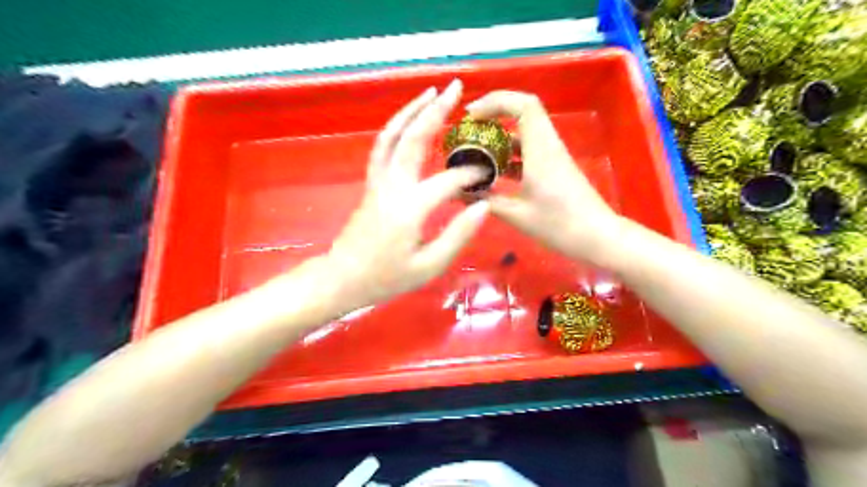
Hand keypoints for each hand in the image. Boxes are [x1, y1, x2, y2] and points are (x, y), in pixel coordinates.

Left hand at [327, 77, 489, 307]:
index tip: (488, 174)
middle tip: (456, 88)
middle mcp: (392, 186)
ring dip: (411, 111)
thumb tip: (483, 206)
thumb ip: (458, 235)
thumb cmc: (387, 277)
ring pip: (392, 136)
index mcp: (410, 208)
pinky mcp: (371, 184)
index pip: (448, 181)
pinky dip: (395, 128)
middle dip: (436, 111)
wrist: (343, 278)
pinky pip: (382, 147)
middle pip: (414, 139)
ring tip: (431, 92)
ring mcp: (377, 182)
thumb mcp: (429, 266)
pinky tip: (407, 121)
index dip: (471, 175)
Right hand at [467, 92, 624, 265]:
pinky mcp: (554, 168)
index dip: (496, 101)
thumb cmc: (559, 225)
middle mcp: (548, 146)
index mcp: (541, 150)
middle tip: (470, 127)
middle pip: (524, 111)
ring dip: (501, 136)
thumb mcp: (517, 215)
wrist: (597, 238)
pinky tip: (493, 171)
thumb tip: (459, 193)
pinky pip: (529, 150)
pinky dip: (510, 154)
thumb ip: (486, 202)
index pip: (524, 105)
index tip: (471, 114)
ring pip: (525, 132)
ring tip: (475, 149)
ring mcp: (552, 157)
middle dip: (495, 113)